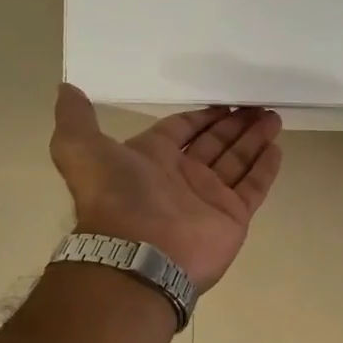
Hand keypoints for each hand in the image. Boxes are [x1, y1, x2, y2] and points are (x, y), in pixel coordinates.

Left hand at [50, 85, 284, 289]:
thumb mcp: (80, 149)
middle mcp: (181, 178)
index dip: (201, 116)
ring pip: (237, 161)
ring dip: (255, 139)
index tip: (224, 102)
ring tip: (274, 117)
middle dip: (235, 124)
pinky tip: (277, 147)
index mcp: (151, 160)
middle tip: (259, 104)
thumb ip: (76, 120)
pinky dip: (265, 168)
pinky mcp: (233, 216)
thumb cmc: (116, 197)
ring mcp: (209, 198)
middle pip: (215, 143)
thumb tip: (65, 89)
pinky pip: (253, 187)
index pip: (182, 131)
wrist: (139, 253)